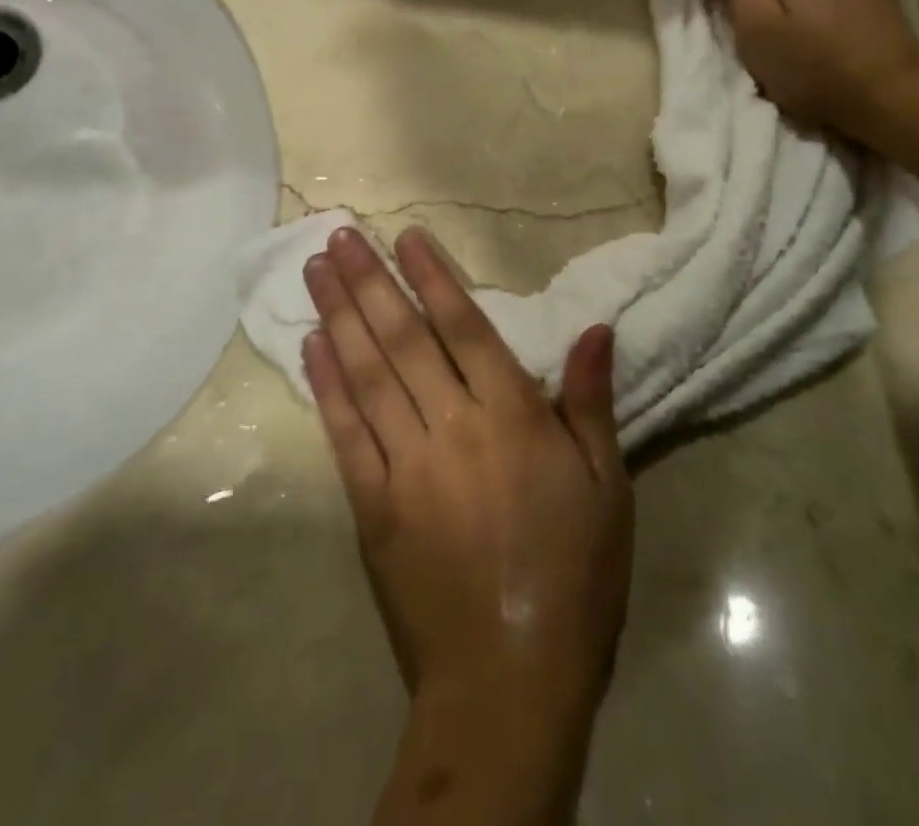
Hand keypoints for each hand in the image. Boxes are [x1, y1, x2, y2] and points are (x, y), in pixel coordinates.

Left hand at [301, 225, 631, 823]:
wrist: (509, 682)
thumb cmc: (573, 576)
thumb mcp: (606, 485)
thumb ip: (592, 401)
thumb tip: (596, 327)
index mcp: (512, 416)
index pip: (464, 327)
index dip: (432, 277)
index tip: (405, 236)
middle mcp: (453, 426)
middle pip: (404, 339)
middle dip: (370, 281)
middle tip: (339, 235)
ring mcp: (405, 465)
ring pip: (368, 374)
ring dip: (340, 316)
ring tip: (317, 270)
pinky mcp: (372, 506)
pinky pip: (345, 433)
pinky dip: (327, 386)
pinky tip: (312, 347)